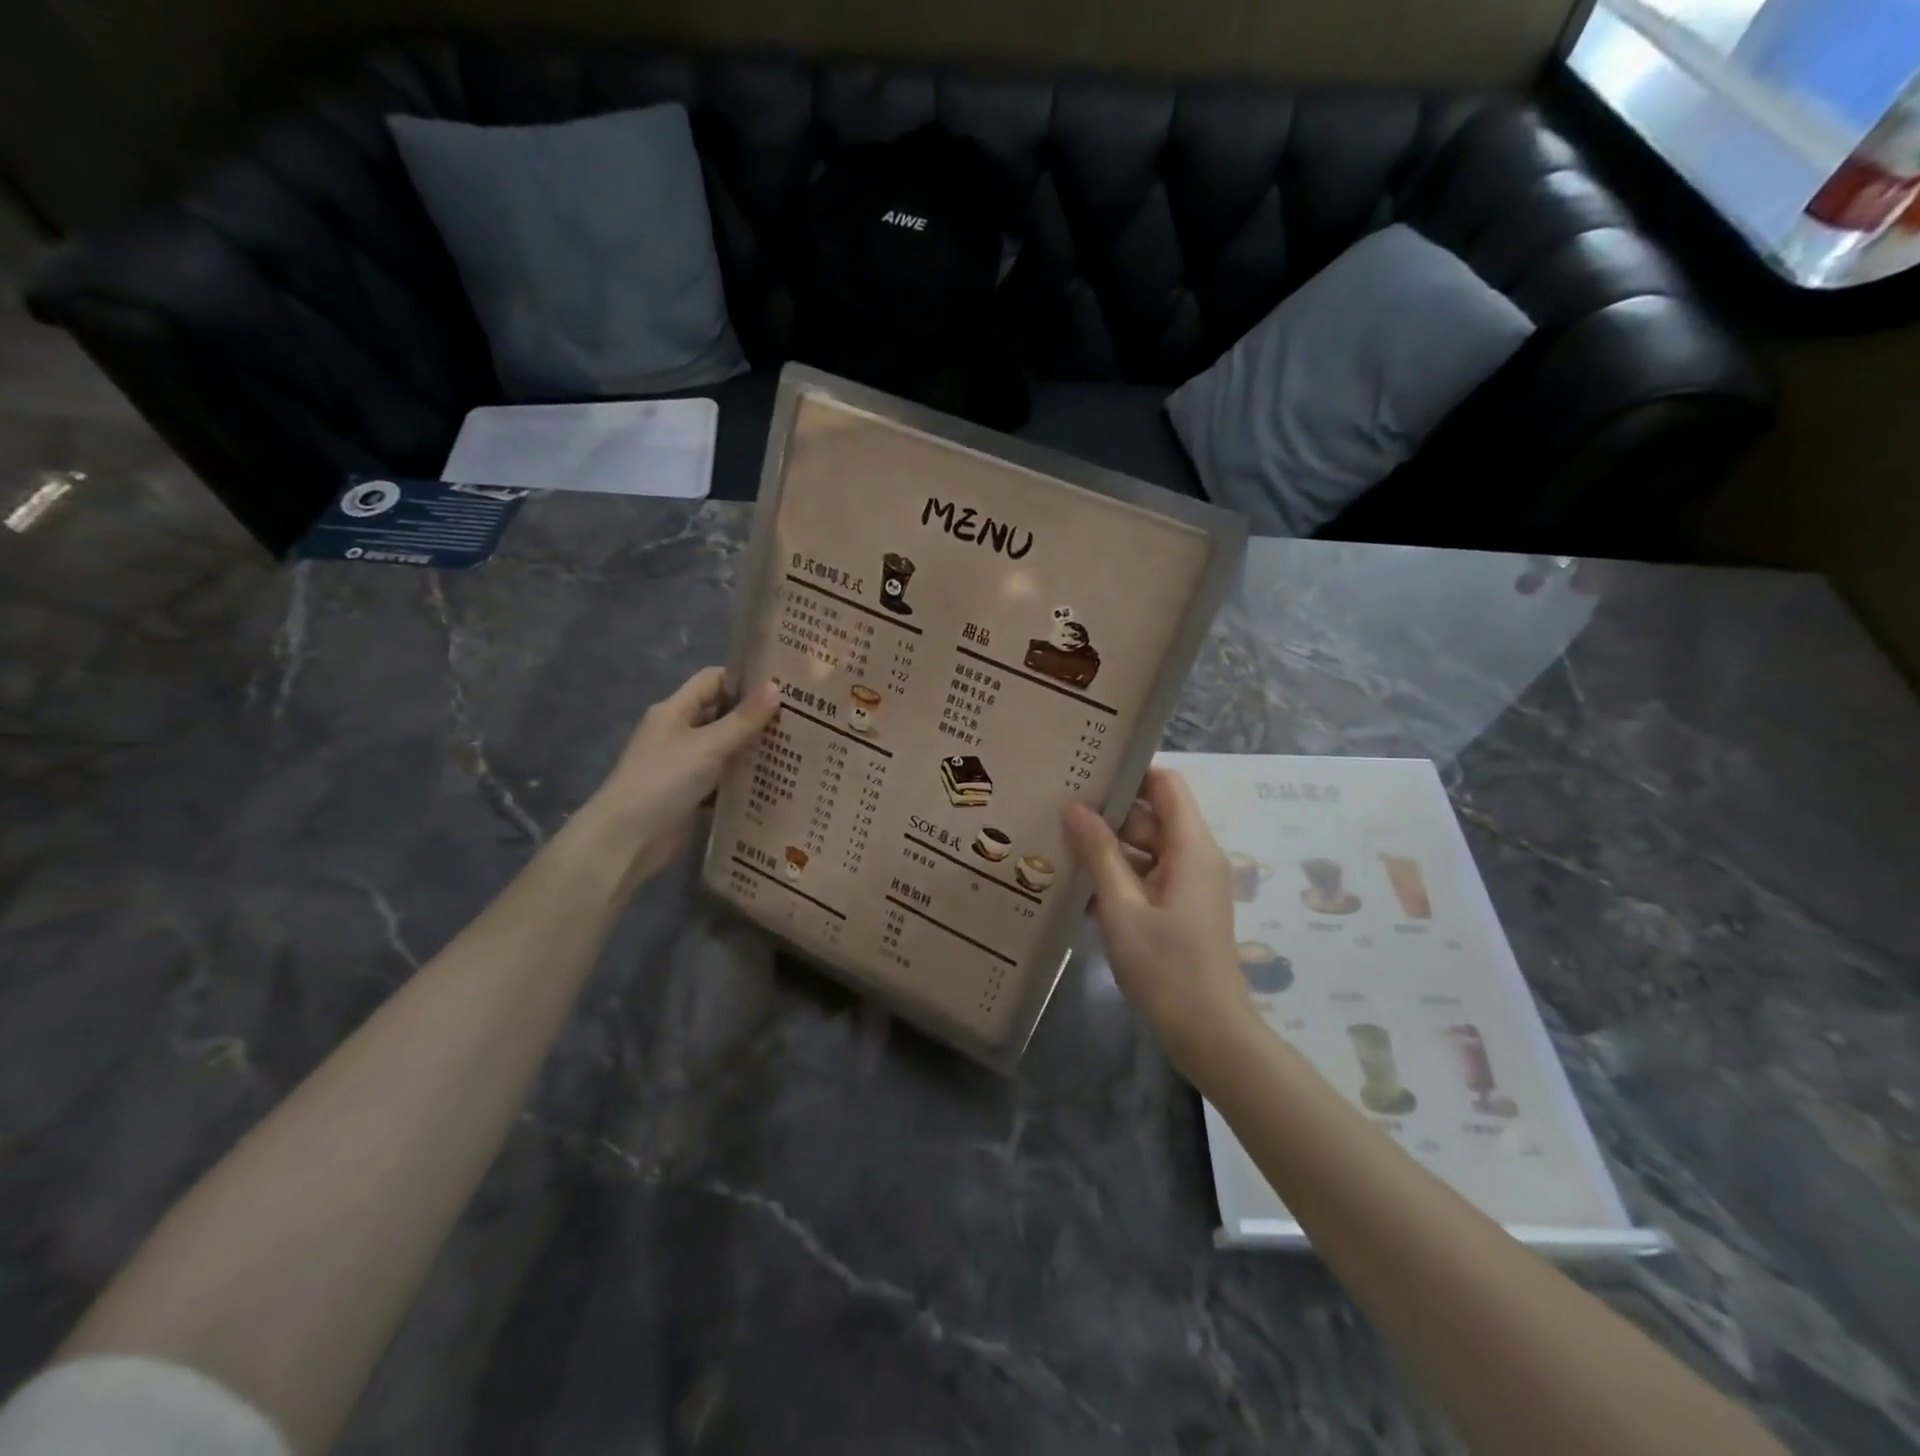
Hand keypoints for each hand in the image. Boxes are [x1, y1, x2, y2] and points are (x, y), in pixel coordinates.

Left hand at [583, 667, 779, 880]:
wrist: (628, 838)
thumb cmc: (664, 780)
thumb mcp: (708, 745)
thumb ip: (744, 719)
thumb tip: (776, 687)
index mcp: (674, 711)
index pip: (713, 680)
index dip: (744, 679)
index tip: (782, 686)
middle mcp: (677, 733)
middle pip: (721, 714)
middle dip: (755, 716)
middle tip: (799, 719)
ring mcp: (683, 765)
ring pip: (724, 748)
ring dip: (752, 749)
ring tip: (795, 748)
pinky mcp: (690, 794)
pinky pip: (722, 779)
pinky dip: (743, 779)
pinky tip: (774, 781)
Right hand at [1062, 767, 1258, 1075]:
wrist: (1209, 1034)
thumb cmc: (1166, 968)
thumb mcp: (1122, 908)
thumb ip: (1099, 854)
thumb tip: (1074, 806)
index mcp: (1191, 847)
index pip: (1165, 785)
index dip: (1130, 773)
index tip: (1086, 771)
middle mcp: (1195, 857)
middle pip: (1150, 816)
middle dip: (1107, 813)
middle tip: (1056, 807)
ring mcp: (1188, 884)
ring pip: (1144, 848)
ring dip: (1106, 848)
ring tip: (1056, 843)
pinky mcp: (1179, 907)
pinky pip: (1145, 876)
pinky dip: (1116, 877)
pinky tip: (1075, 887)